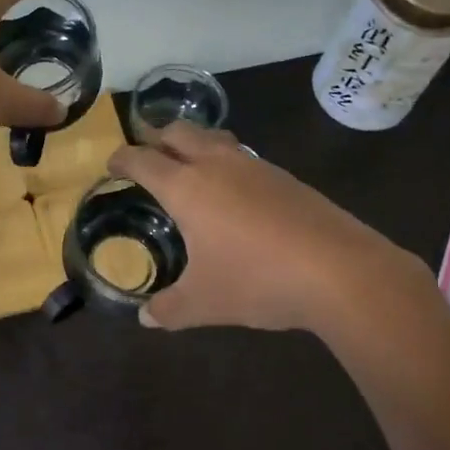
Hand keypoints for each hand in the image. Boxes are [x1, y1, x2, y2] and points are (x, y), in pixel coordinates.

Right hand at [107, 123, 422, 331]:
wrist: (338, 270)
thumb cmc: (257, 281)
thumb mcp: (204, 303)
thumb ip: (169, 308)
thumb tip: (146, 317)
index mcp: (187, 187)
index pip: (142, 159)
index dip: (122, 159)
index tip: (112, 165)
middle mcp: (217, 165)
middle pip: (179, 132)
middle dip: (156, 137)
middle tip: (147, 154)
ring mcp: (255, 166)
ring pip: (215, 137)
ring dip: (194, 143)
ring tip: (189, 165)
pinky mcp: (285, 177)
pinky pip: (244, 156)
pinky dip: (226, 161)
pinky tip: (235, 192)